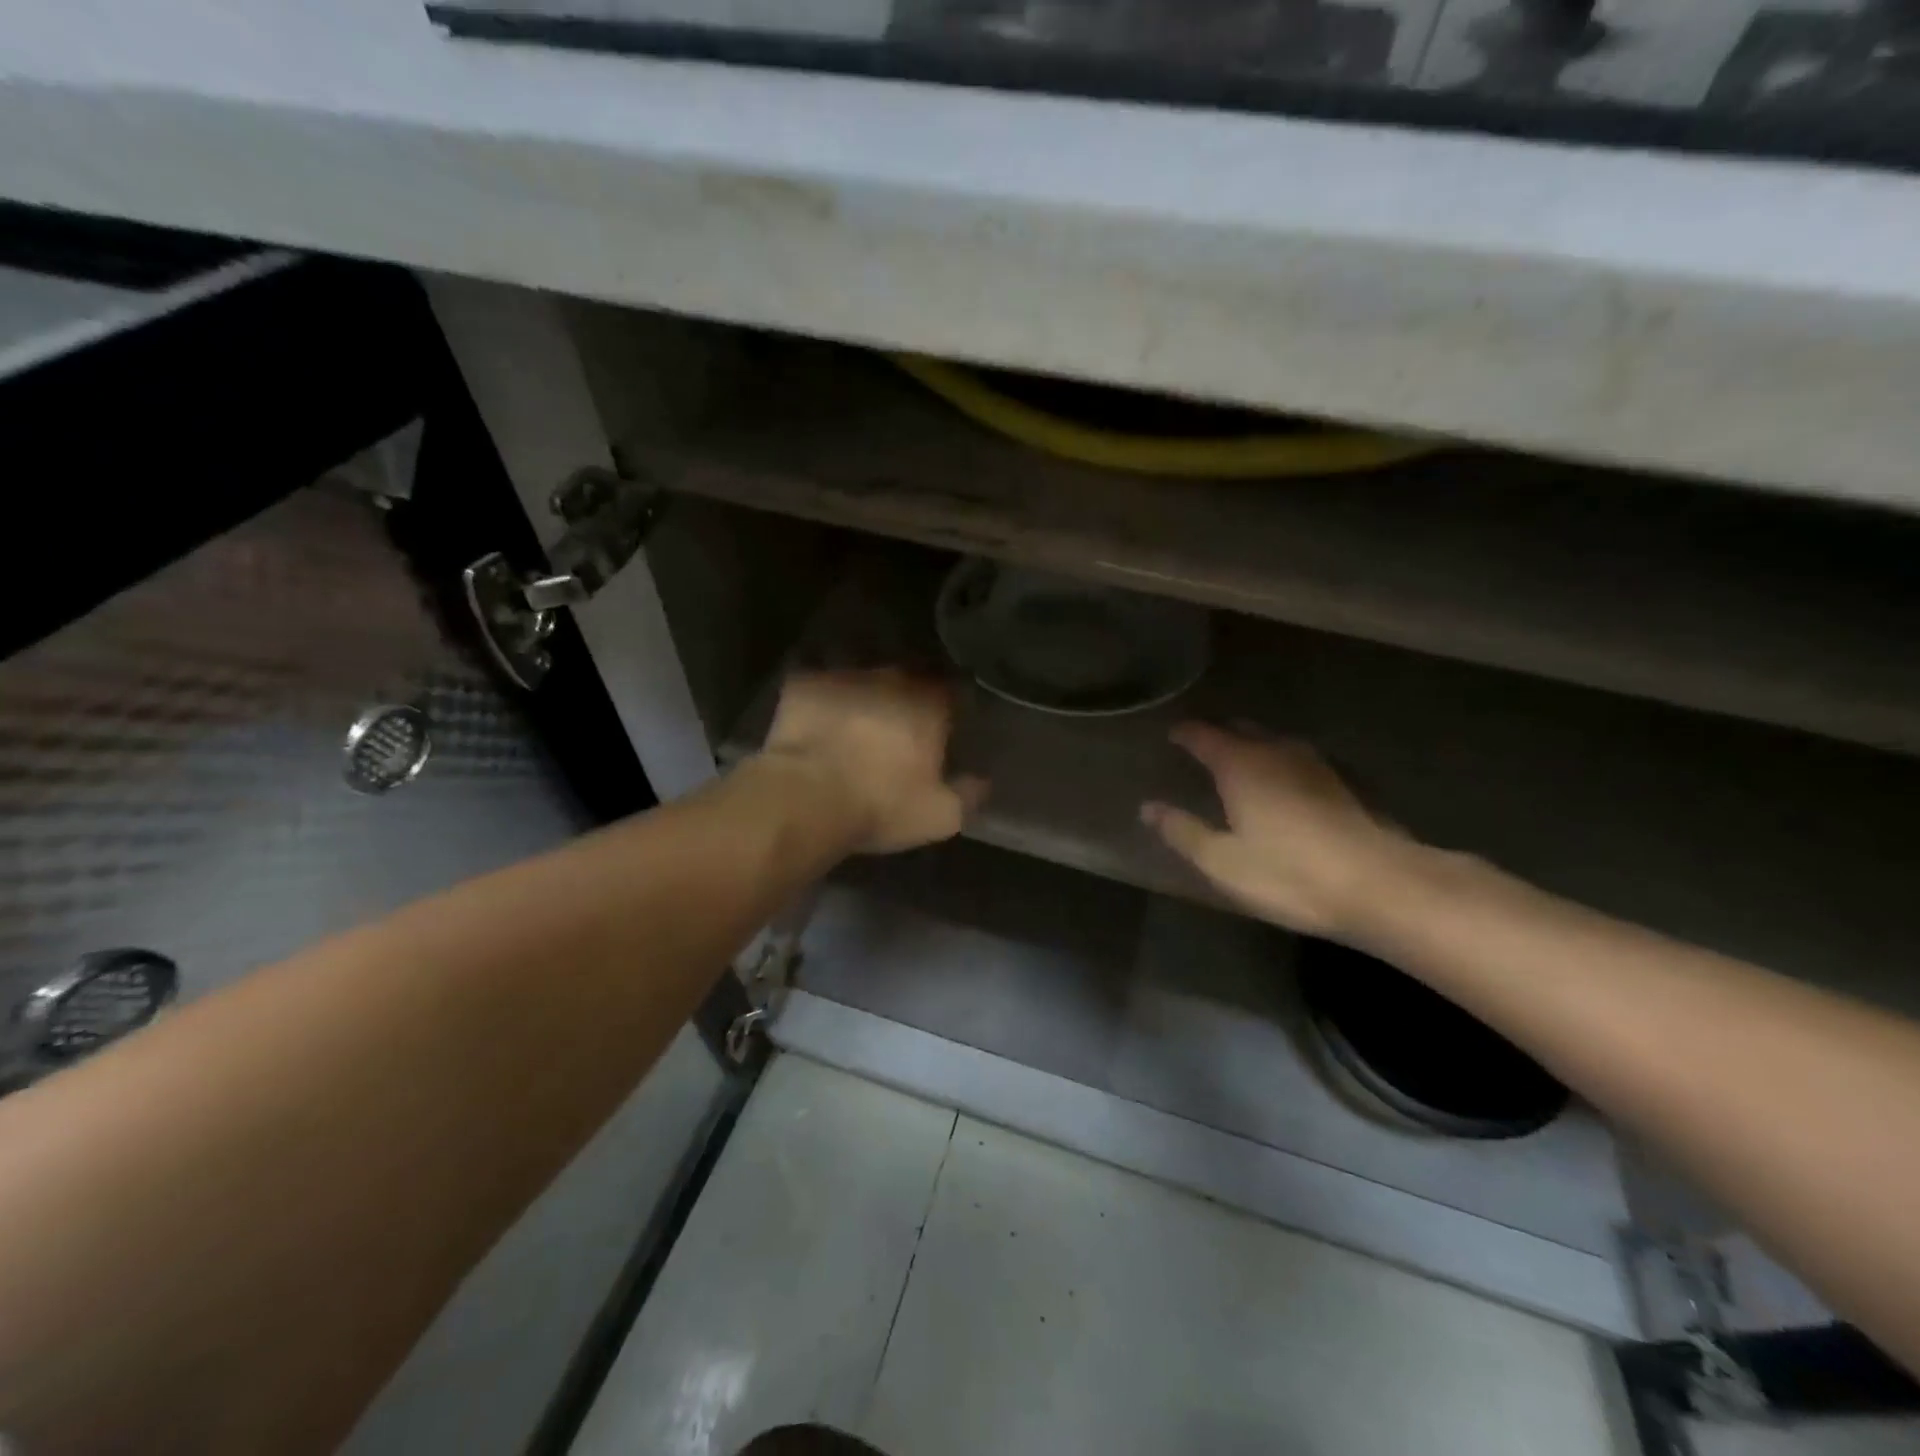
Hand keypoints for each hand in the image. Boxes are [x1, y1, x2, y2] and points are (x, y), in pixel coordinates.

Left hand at [762, 670, 986, 854]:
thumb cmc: (881, 805)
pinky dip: (823, 702)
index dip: (950, 710)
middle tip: (899, 730)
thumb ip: (969, 794)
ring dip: (865, 699)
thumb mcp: (941, 816)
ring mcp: (845, 676)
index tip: (945, 728)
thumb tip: (982, 781)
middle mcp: (891, 678)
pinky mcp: (803, 683)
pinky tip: (819, 723)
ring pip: (863, 681)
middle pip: (907, 682)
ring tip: (857, 726)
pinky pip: (821, 688)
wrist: (805, 798)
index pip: (952, 692)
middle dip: (906, 701)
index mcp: (929, 704)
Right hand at [1142, 723, 1412, 938]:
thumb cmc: (1289, 873)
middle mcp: (1276, 752)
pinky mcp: (1342, 784)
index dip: (1184, 733)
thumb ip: (1182, 831)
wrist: (1380, 885)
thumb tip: (1148, 808)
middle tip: (1200, 747)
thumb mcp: (1222, 861)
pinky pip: (1297, 761)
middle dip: (1218, 734)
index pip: (1203, 735)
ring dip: (1252, 747)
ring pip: (1273, 743)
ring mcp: (1315, 765)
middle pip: (1241, 730)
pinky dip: (1279, 764)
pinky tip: (1281, 784)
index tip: (1170, 735)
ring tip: (1238, 763)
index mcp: (1240, 764)